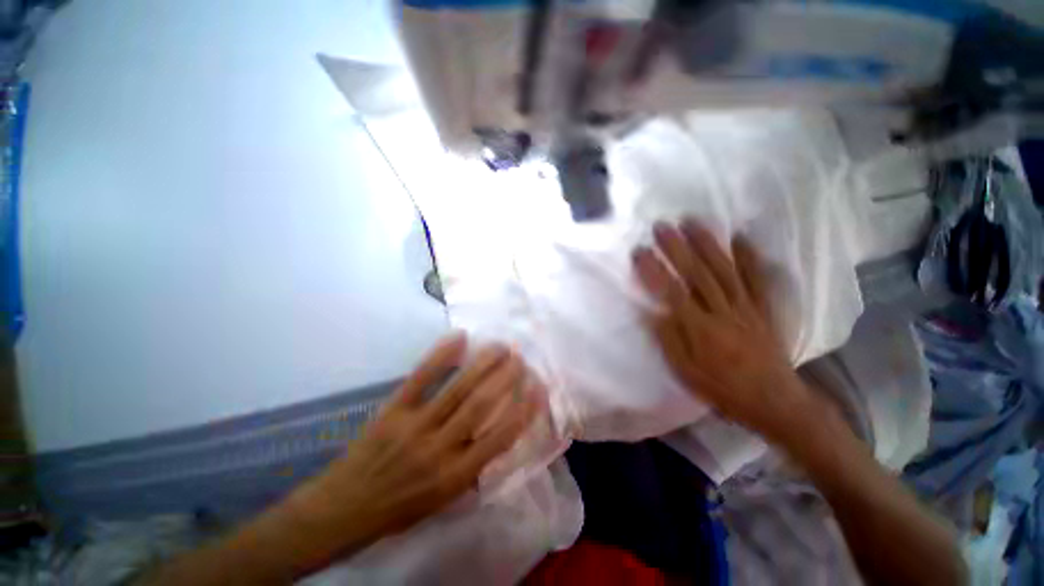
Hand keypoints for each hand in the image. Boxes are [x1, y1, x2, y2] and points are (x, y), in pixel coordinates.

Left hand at [280, 334, 544, 563]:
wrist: (345, 507)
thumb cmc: (401, 507)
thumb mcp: (444, 500)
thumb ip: (473, 467)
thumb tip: (499, 433)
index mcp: (455, 476)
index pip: (500, 438)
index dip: (523, 410)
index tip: (538, 388)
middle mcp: (439, 448)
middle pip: (481, 405)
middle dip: (506, 378)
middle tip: (520, 358)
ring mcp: (415, 425)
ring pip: (458, 388)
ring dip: (483, 363)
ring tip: (500, 346)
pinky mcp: (394, 409)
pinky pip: (422, 377)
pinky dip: (442, 355)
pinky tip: (459, 337)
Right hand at [632, 219, 813, 443]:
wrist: (773, 401)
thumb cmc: (722, 388)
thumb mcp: (685, 372)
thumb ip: (668, 339)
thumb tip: (651, 312)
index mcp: (698, 328)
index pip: (670, 291)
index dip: (653, 269)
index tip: (639, 251)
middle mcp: (721, 311)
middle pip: (696, 273)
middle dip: (677, 247)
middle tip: (661, 226)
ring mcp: (745, 306)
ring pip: (723, 269)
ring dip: (706, 243)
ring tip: (691, 221)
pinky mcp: (763, 308)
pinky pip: (757, 279)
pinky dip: (749, 256)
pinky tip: (740, 237)